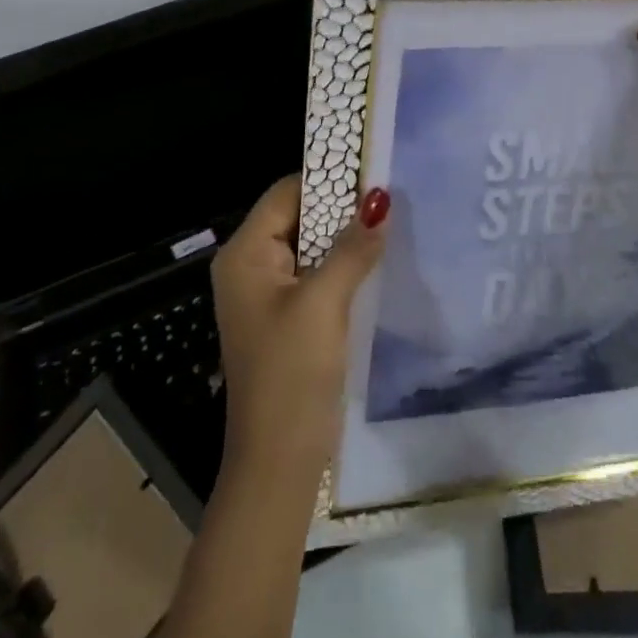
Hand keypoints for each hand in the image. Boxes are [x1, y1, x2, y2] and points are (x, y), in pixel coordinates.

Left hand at [210, 176, 389, 480]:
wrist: (278, 465)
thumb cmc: (292, 374)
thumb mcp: (324, 303)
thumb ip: (352, 248)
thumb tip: (381, 198)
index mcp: (245, 254)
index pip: (287, 193)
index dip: (329, 179)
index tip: (375, 172)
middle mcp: (251, 266)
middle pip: (299, 216)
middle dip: (342, 207)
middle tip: (392, 194)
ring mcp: (269, 294)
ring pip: (312, 246)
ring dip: (347, 237)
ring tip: (392, 221)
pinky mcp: (289, 318)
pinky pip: (317, 274)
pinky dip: (344, 264)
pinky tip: (378, 261)